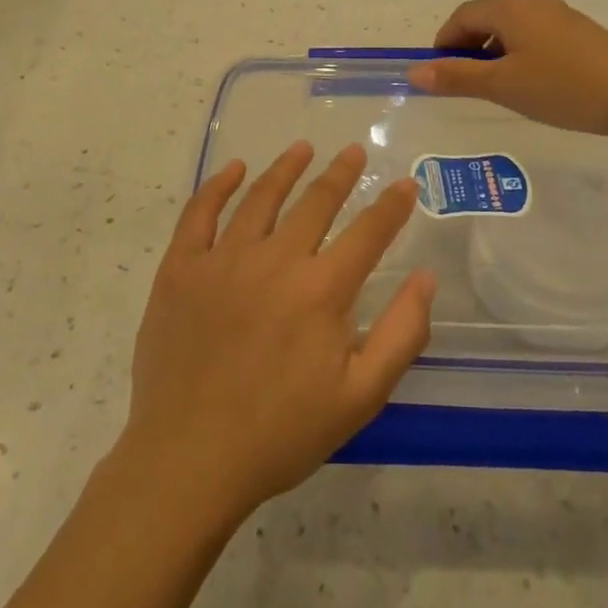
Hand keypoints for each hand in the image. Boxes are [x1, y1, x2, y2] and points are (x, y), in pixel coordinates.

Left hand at [118, 143, 433, 527]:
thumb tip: (427, 278)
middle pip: (315, 203)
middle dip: (340, 174)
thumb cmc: (281, 434)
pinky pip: (200, 212)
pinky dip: (218, 185)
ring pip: (261, 197)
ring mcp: (223, 259)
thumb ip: (402, 334)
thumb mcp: (361, 397)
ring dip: (286, 168)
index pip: (367, 232)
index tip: (405, 184)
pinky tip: (234, 169)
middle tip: (353, 152)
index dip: (391, 206)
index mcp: (321, 290)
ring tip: (303, 147)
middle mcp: (275, 260)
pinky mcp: (180, 267)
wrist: (189, 459)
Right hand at [406, 0, 607, 140]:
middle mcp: (535, 4)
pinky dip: (521, 54)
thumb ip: (457, 77)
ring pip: (514, 28)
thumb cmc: (562, 87)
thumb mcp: (502, 86)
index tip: (439, 72)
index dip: (444, 41)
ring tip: (498, 86)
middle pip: (488, 17)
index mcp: (511, 9)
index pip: (463, 15)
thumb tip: (414, 72)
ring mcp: (562, 17)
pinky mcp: (583, 34)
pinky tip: (534, 84)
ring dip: (495, 51)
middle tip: (464, 82)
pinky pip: (537, 36)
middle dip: (468, 46)